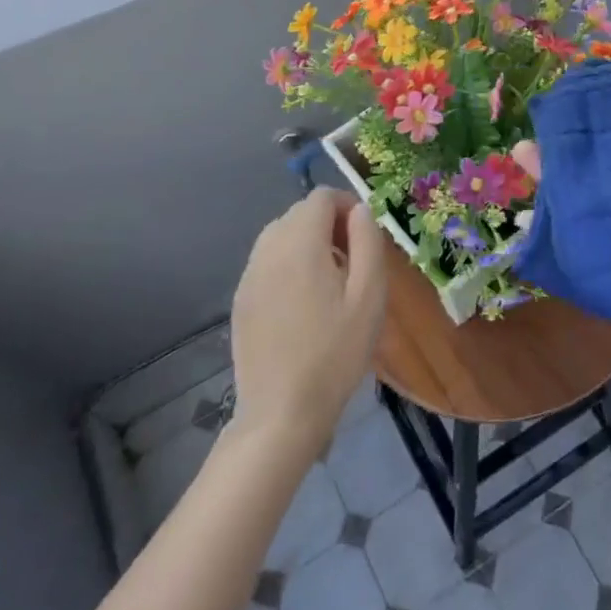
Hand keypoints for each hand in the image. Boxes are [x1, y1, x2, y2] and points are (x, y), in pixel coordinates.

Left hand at [228, 189, 388, 460]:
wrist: (281, 412)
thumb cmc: (335, 353)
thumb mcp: (369, 296)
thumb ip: (368, 242)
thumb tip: (361, 210)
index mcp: (300, 243)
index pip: (320, 197)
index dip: (347, 205)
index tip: (365, 237)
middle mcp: (267, 250)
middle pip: (298, 213)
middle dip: (328, 224)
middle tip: (353, 262)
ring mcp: (249, 276)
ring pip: (280, 236)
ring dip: (307, 243)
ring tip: (330, 282)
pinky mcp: (241, 300)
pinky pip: (267, 263)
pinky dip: (288, 265)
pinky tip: (304, 304)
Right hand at [511, 98, 610, 380]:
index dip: (610, 119)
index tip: (579, 99)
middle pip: (602, 168)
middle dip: (568, 149)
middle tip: (536, 130)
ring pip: (586, 202)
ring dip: (553, 183)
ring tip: (522, 159)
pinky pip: (584, 244)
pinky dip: (556, 230)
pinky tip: (528, 214)